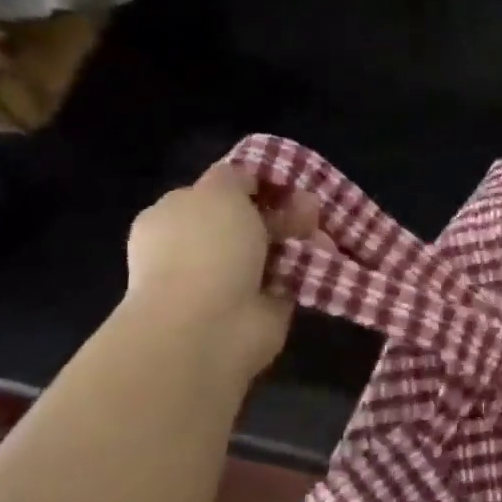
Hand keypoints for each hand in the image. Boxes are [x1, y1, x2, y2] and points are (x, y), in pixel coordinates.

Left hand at [124, 162, 319, 369]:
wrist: (208, 325)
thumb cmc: (205, 248)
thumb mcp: (218, 191)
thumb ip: (236, 176)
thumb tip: (250, 178)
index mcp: (175, 217)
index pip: (217, 193)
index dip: (253, 183)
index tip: (285, 181)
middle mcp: (199, 248)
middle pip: (250, 220)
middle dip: (284, 210)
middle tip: (311, 206)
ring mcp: (229, 280)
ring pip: (274, 248)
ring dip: (301, 236)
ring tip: (323, 231)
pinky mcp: (261, 306)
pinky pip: (290, 277)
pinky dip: (309, 266)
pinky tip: (325, 256)